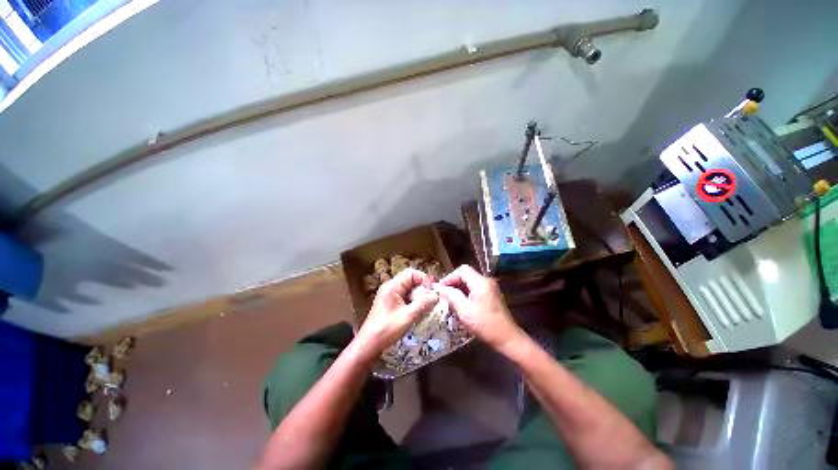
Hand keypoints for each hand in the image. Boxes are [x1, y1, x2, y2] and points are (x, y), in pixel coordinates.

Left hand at [355, 268, 438, 359]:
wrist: (369, 344)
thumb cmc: (387, 329)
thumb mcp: (408, 316)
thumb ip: (423, 303)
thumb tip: (436, 295)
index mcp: (392, 286)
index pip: (411, 273)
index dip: (423, 279)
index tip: (431, 292)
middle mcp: (390, 286)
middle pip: (410, 280)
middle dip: (422, 289)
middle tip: (431, 300)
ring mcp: (389, 294)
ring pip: (409, 289)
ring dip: (418, 296)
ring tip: (426, 307)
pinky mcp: (389, 303)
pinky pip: (405, 296)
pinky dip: (413, 301)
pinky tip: (418, 311)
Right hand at [435, 265, 521, 349]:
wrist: (508, 339)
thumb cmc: (485, 325)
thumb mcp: (465, 311)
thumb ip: (452, 296)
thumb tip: (439, 287)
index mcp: (481, 282)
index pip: (462, 270)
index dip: (449, 277)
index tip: (440, 288)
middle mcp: (486, 281)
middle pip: (466, 274)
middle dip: (453, 282)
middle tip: (443, 293)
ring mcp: (490, 287)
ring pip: (469, 281)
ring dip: (458, 287)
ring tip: (449, 298)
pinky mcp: (491, 295)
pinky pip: (474, 287)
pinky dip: (465, 292)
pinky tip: (460, 302)